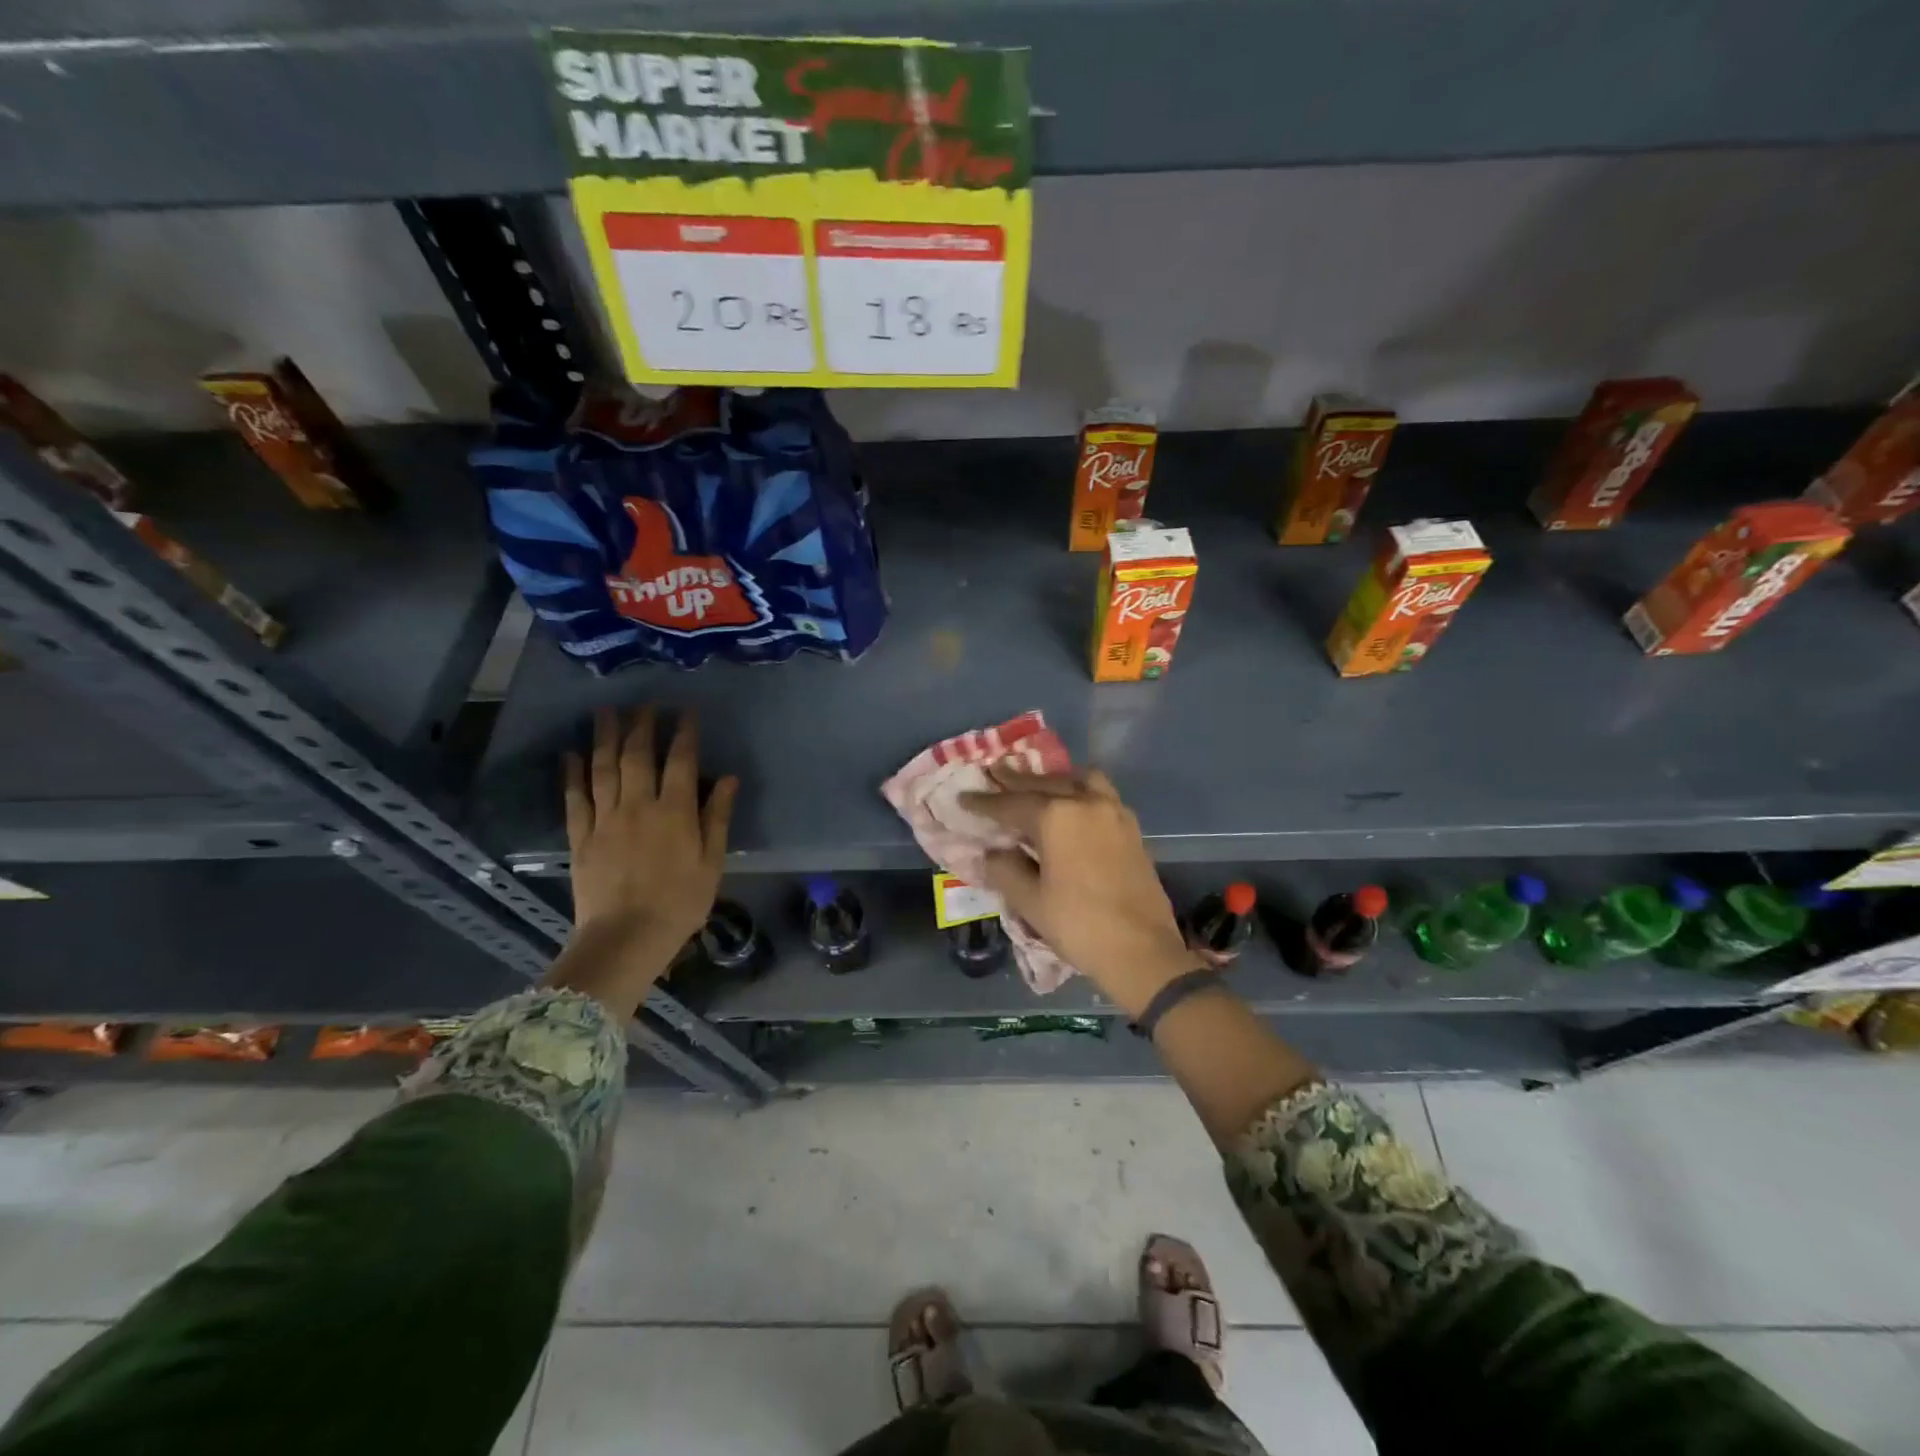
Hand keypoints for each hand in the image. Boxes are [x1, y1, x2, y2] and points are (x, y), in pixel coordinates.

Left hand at [565, 706, 736, 957]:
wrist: (626, 938)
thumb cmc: (680, 903)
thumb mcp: (712, 863)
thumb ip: (718, 818)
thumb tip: (729, 779)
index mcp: (675, 812)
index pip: (681, 761)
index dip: (684, 733)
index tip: (686, 711)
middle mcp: (638, 806)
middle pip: (638, 756)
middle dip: (642, 725)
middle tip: (645, 704)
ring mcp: (605, 820)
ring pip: (603, 768)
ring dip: (605, 737)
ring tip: (605, 712)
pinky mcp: (581, 837)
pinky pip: (575, 798)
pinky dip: (572, 774)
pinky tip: (570, 754)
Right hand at [961, 767, 1201, 1016]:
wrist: (1142, 950)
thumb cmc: (1079, 925)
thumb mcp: (1030, 901)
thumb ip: (1005, 869)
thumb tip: (991, 853)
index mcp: (1057, 816)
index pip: (1011, 804)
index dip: (984, 803)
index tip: (964, 798)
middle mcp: (1086, 802)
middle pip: (1044, 783)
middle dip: (1016, 781)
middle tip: (994, 774)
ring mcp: (1113, 812)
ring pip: (1078, 781)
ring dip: (1054, 779)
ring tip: (1036, 785)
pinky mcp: (1131, 828)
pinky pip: (1099, 794)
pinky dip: (1078, 791)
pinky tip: (1070, 807)